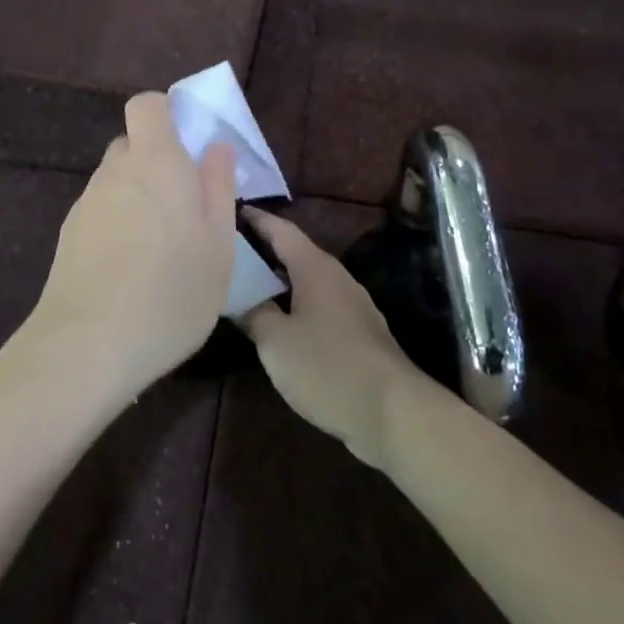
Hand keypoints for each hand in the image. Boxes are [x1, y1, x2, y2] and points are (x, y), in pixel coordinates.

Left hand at [23, 93, 236, 406]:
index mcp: (156, 162)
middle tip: (186, 206)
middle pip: (132, 144)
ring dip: (139, 197)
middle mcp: (114, 172)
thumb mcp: (218, 244)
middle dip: (158, 162)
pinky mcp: (68, 235)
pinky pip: (101, 212)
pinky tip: (131, 270)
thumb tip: (216, 147)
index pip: (147, 105)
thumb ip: (219, 187)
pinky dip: (118, 224)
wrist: (87, 346)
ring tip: (162, 248)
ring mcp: (86, 203)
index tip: (190, 144)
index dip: (167, 113)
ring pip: (116, 181)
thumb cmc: (171, 292)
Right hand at [239, 208, 435, 467]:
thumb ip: (253, 312)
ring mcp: (352, 306)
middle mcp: (336, 278)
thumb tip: (238, 295)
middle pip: (295, 253)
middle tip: (230, 251)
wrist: (392, 412)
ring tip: (247, 285)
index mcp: (315, 268)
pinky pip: (318, 306)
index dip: (256, 219)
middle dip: (264, 250)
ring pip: (308, 282)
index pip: (281, 230)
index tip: (231, 211)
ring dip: (279, 280)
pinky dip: (294, 304)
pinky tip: (279, 322)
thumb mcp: (276, 341)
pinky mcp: (358, 334)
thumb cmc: (327, 366)